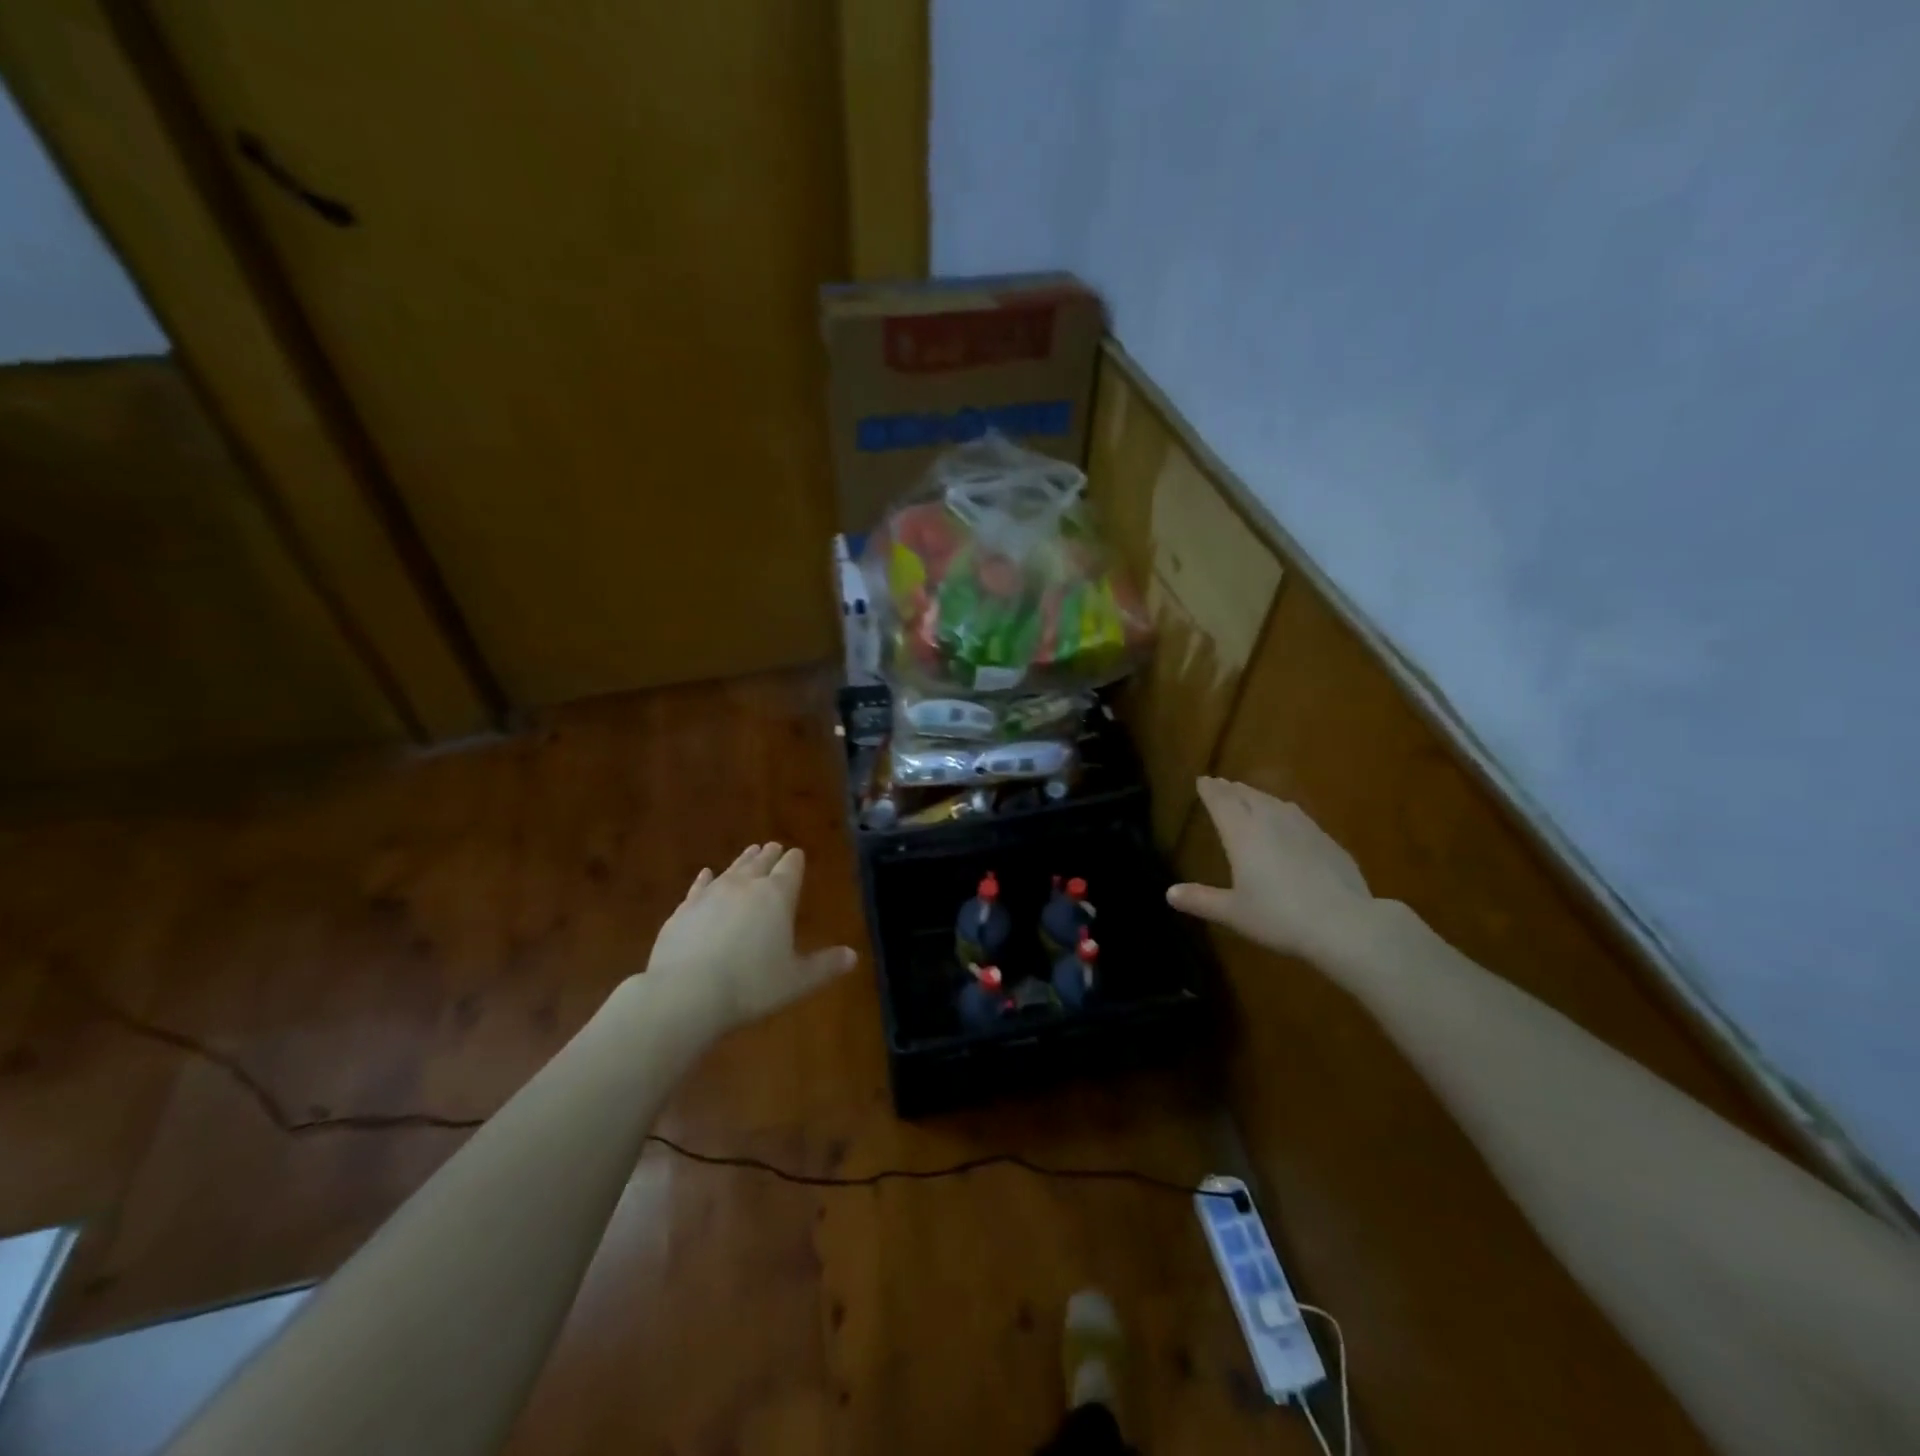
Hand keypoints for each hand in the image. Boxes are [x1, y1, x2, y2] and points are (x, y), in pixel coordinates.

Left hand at [645, 843, 856, 1033]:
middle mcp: (745, 886)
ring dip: (743, 860)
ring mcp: (711, 894)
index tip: (797, 854)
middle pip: (760, 862)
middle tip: (774, 847)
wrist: (685, 993)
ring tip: (750, 851)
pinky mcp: (683, 910)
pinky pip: (699, 886)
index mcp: (777, 896)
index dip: (795, 861)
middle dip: (770, 855)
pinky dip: (706, 879)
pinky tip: (706, 874)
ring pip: (732, 869)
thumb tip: (853, 956)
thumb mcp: (796, 981)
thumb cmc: (751, 986)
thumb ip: (824, 966)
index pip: (790, 868)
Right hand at [1167, 778, 1377, 965]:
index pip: (1221, 801)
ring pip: (1274, 802)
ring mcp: (1303, 827)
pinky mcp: (1327, 840)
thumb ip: (1201, 900)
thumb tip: (1169, 894)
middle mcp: (1270, 821)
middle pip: (1247, 796)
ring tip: (1250, 797)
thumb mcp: (1233, 913)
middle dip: (1231, 789)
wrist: (1344, 924)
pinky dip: (1283, 812)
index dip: (1210, 790)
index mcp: (1242, 833)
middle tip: (1221, 784)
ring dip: (1257, 796)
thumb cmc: (1279, 917)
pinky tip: (1288, 821)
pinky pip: (1297, 816)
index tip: (1202, 780)